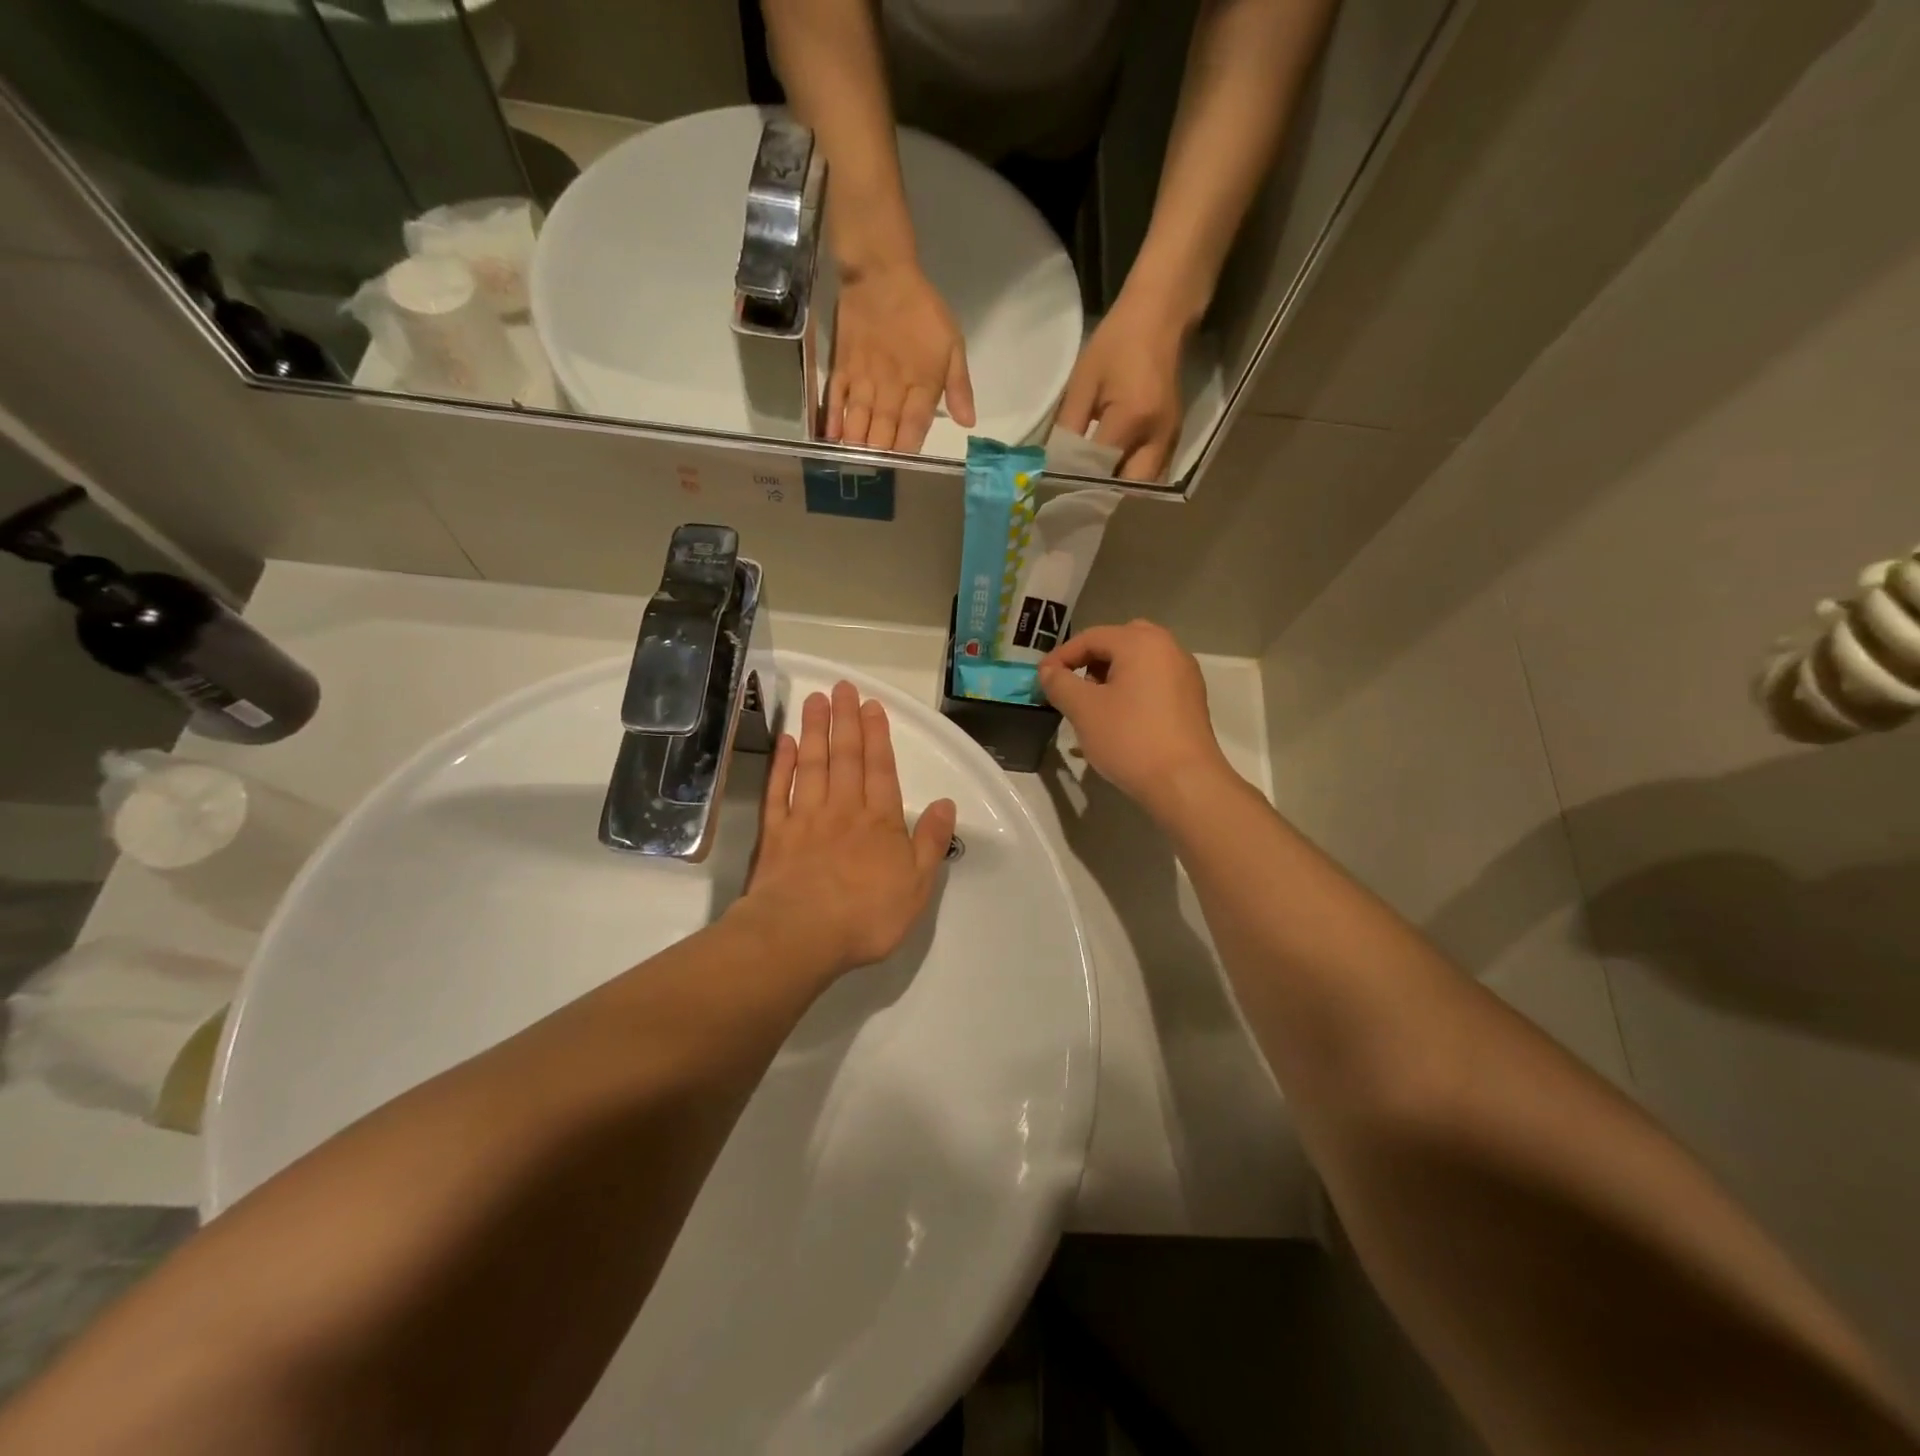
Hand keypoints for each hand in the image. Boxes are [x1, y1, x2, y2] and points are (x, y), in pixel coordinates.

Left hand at [735, 682, 957, 976]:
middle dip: (845, 720)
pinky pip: (779, 791)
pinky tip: (784, 743)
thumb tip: (946, 804)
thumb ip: (931, 842)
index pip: (881, 769)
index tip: (871, 705)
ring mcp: (805, 818)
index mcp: (880, 822)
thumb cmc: (867, 915)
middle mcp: (843, 810)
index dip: (877, 735)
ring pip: (812, 765)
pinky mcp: (776, 834)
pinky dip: (782, 765)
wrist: (801, 934)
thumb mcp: (917, 886)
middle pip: (845, 757)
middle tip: (842, 687)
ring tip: (814, 700)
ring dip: (814, 731)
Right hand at [826, 263, 975, 452]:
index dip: (908, 452)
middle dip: (881, 458)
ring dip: (857, 448)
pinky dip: (832, 422)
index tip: (905, 470)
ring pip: (859, 423)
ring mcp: (863, 380)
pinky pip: (835, 401)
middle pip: (883, 433)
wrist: (881, 272)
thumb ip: (959, 385)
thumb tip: (968, 423)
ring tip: (856, 467)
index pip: (913, 429)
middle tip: (878, 477)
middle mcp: (890, 388)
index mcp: (921, 384)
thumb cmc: (922, 309)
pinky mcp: (842, 368)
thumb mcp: (952, 343)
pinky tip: (831, 440)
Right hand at [1038, 621, 1234, 815]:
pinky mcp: (1191, 699)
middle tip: (1071, 685)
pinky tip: (1118, 719)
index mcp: (1141, 642)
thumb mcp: (1083, 710)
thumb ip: (1059, 683)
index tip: (1041, 679)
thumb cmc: (1130, 738)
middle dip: (1090, 661)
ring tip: (1092, 705)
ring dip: (1110, 676)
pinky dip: (1131, 690)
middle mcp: (1168, 648)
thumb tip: (1049, 671)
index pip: (1091, 637)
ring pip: (1138, 662)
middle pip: (1119, 642)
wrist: (1184, 782)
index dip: (1061, 656)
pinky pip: (1153, 681)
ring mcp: (1184, 674)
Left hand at [1056, 295, 1188, 482]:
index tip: (1056, 489)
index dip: (1078, 480)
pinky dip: (1132, 479)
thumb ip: (1068, 428)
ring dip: (1119, 490)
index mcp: (1131, 418)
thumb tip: (1054, 464)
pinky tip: (1111, 473)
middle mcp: (1157, 436)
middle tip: (1077, 495)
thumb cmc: (1117, 343)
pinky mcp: (1174, 437)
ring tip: (1093, 488)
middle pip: (1129, 487)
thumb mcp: (1083, 381)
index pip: (1100, 466)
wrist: (1160, 316)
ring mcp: (1170, 438)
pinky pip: (1153, 472)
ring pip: (1145, 485)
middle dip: (1103, 495)